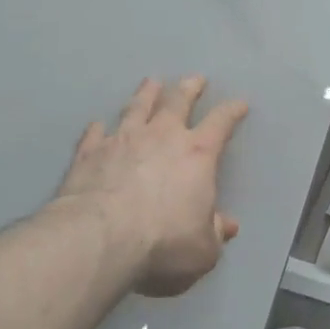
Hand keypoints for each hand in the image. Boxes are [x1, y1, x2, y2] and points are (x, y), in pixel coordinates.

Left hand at [50, 76, 248, 296]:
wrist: (100, 240)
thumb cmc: (163, 243)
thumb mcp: (203, 249)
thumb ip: (214, 233)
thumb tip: (226, 225)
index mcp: (197, 154)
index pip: (221, 123)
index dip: (232, 111)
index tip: (240, 104)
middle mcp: (162, 137)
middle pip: (178, 101)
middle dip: (189, 88)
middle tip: (195, 78)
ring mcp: (123, 140)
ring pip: (137, 108)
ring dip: (146, 94)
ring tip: (151, 82)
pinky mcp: (89, 153)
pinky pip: (95, 134)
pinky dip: (98, 128)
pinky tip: (98, 124)